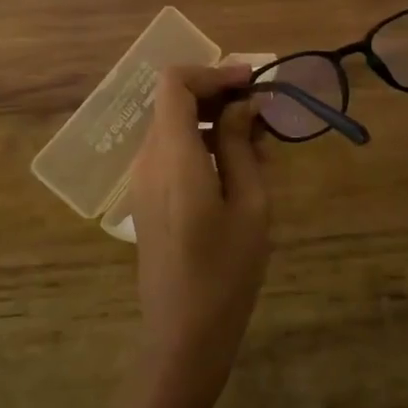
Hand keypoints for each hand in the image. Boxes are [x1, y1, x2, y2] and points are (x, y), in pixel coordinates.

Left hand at [128, 64, 271, 405]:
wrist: (183, 335)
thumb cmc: (225, 271)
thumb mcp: (250, 204)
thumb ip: (242, 146)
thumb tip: (243, 105)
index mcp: (172, 155)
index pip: (175, 83)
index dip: (213, 72)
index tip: (252, 82)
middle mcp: (148, 160)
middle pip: (174, 102)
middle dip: (219, 96)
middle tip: (264, 113)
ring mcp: (143, 181)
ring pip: (175, 127)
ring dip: (214, 122)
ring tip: (261, 145)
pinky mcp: (148, 199)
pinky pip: (172, 153)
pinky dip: (203, 145)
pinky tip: (238, 170)